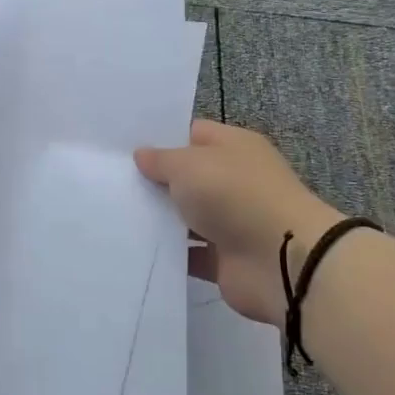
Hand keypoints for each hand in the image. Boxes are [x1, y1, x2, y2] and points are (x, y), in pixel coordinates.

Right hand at [135, 120, 344, 327]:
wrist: (281, 260)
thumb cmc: (234, 194)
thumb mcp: (188, 165)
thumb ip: (161, 160)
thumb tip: (142, 155)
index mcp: (234, 147)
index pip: (193, 134)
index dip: (161, 139)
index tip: (125, 146)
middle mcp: (235, 180)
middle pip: (188, 176)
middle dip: (155, 180)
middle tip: (113, 180)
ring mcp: (232, 221)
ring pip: (187, 216)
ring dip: (160, 218)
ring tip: (115, 213)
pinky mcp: (225, 259)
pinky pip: (190, 253)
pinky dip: (170, 253)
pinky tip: (136, 247)